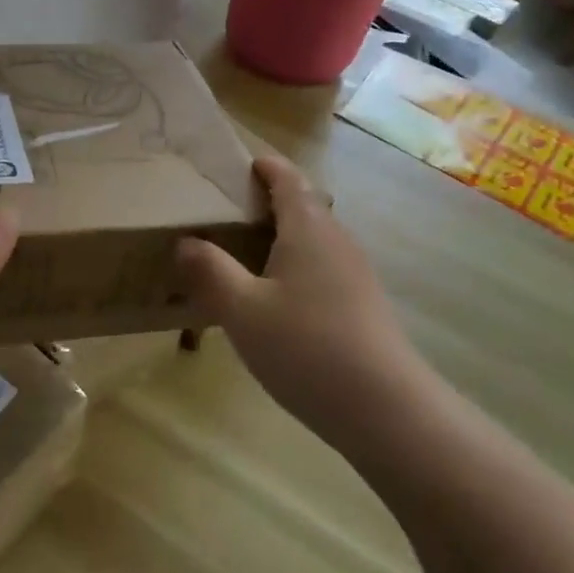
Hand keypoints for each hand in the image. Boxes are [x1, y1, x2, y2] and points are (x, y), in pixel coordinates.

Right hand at [175, 156, 423, 434]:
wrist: (386, 410)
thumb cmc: (306, 346)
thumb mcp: (241, 309)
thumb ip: (210, 270)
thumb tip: (187, 241)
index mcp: (308, 229)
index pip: (288, 179)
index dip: (266, 166)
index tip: (241, 163)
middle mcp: (336, 241)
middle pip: (303, 206)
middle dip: (268, 202)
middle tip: (225, 213)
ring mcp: (355, 274)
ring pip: (313, 241)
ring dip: (280, 238)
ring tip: (242, 256)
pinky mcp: (363, 306)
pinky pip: (322, 268)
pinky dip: (294, 267)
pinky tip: (273, 301)